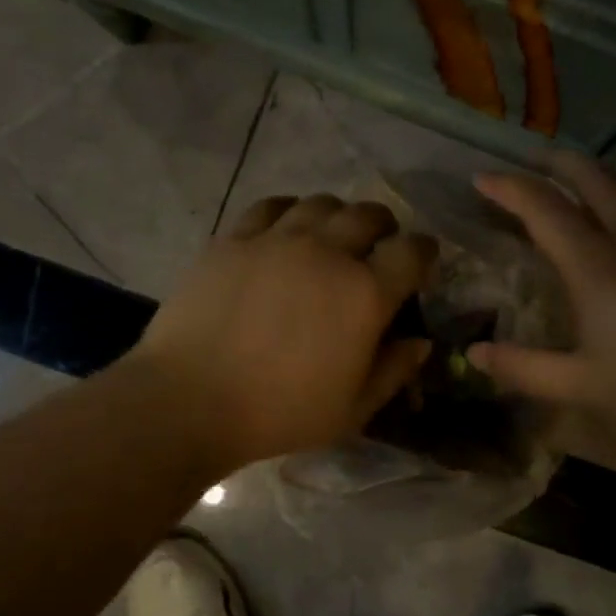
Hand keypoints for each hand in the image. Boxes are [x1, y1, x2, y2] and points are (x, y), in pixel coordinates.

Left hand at [133, 195, 436, 471]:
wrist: (190, 401)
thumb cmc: (281, 412)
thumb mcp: (353, 408)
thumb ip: (394, 370)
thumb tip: (421, 342)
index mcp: (366, 294)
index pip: (412, 251)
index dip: (425, 252)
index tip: (423, 261)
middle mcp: (328, 253)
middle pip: (370, 215)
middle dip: (385, 228)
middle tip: (379, 247)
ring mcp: (277, 240)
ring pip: (322, 203)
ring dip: (339, 216)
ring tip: (332, 237)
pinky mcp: (234, 239)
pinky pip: (272, 206)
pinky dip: (290, 211)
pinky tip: (286, 229)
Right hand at [469, 154, 615, 442]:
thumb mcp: (580, 385)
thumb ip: (523, 368)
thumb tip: (473, 356)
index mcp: (595, 264)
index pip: (542, 208)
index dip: (508, 188)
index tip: (482, 178)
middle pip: (590, 177)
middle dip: (556, 163)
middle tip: (533, 162)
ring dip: (598, 176)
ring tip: (582, 182)